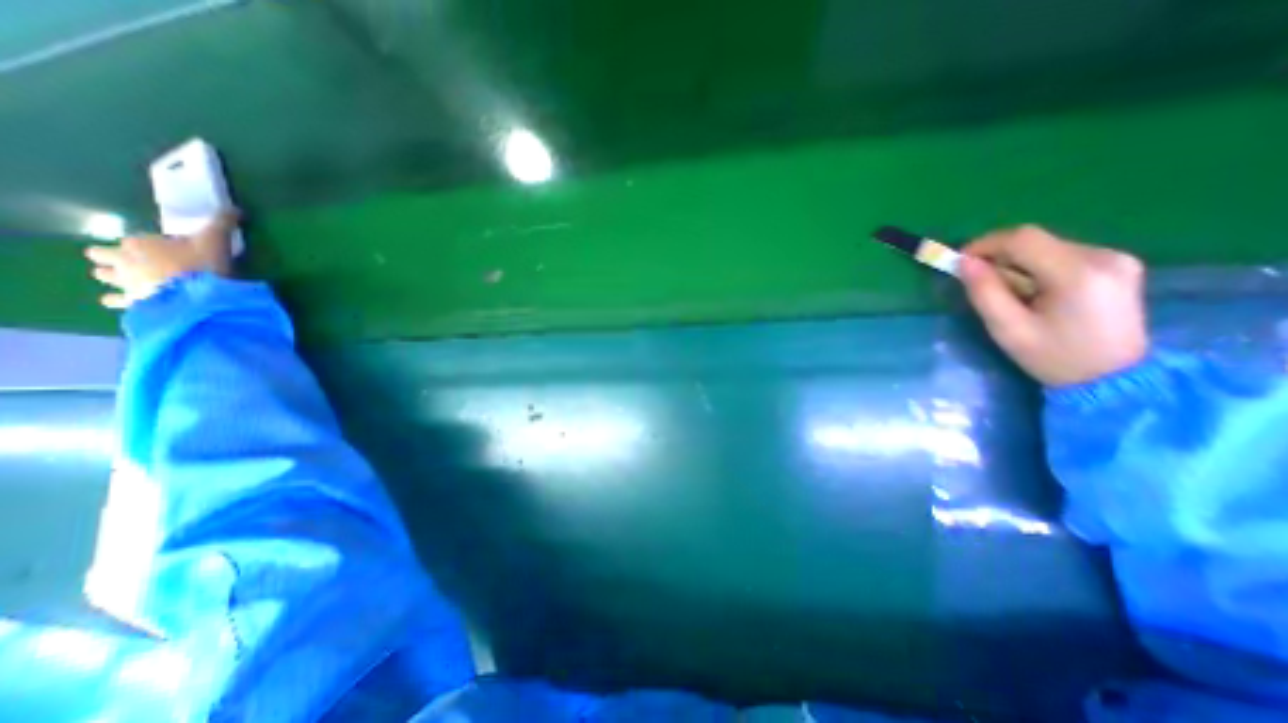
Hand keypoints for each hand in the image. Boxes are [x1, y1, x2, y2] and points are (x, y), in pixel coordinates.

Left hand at [86, 208, 237, 305]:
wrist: (198, 296)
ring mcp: (123, 282)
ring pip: (104, 275)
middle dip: (115, 257)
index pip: (136, 239)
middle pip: (102, 254)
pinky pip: (115, 300)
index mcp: (138, 243)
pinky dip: (121, 300)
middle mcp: (122, 259)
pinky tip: (135, 301)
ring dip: (116, 277)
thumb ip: (223, 223)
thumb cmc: (202, 265)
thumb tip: (236, 209)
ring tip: (138, 282)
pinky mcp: (131, 301)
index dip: (153, 245)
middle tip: (142, 263)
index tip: (174, 251)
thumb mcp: (216, 241)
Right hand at [954, 224, 1145, 387]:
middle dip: (999, 257)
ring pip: (1047, 247)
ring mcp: (1116, 259)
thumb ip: (984, 292)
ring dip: (1017, 264)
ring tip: (1008, 293)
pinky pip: (1063, 255)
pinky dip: (1037, 267)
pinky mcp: (1118, 265)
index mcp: (1077, 273)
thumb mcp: (1008, 329)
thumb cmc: (1054, 358)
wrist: (1116, 379)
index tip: (960, 261)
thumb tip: (965, 263)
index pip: (1023, 238)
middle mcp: (1103, 256)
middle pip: (1035, 241)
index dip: (985, 244)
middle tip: (979, 281)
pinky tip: (1034, 292)